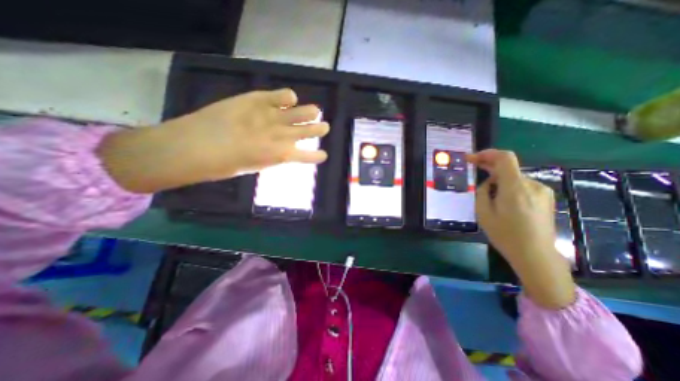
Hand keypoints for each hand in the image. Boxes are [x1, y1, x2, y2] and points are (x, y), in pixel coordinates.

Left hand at [165, 88, 328, 177]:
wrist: (195, 146)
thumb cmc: (225, 165)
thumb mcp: (255, 166)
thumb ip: (271, 156)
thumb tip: (280, 150)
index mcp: (282, 155)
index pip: (308, 156)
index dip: (317, 156)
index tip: (323, 155)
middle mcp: (282, 136)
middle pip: (309, 131)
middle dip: (319, 129)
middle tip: (324, 127)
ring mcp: (272, 116)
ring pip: (301, 113)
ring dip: (311, 113)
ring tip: (315, 111)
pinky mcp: (258, 100)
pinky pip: (283, 95)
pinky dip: (288, 97)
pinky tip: (289, 99)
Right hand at [468, 151, 557, 262]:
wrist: (535, 255)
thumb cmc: (505, 235)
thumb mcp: (483, 213)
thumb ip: (483, 192)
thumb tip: (488, 183)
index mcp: (515, 188)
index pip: (505, 158)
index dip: (487, 153)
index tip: (471, 158)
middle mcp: (532, 185)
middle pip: (509, 167)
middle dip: (489, 166)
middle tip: (473, 169)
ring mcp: (542, 191)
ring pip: (514, 177)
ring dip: (499, 180)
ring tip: (488, 195)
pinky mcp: (545, 198)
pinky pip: (522, 185)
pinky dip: (509, 186)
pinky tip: (503, 201)